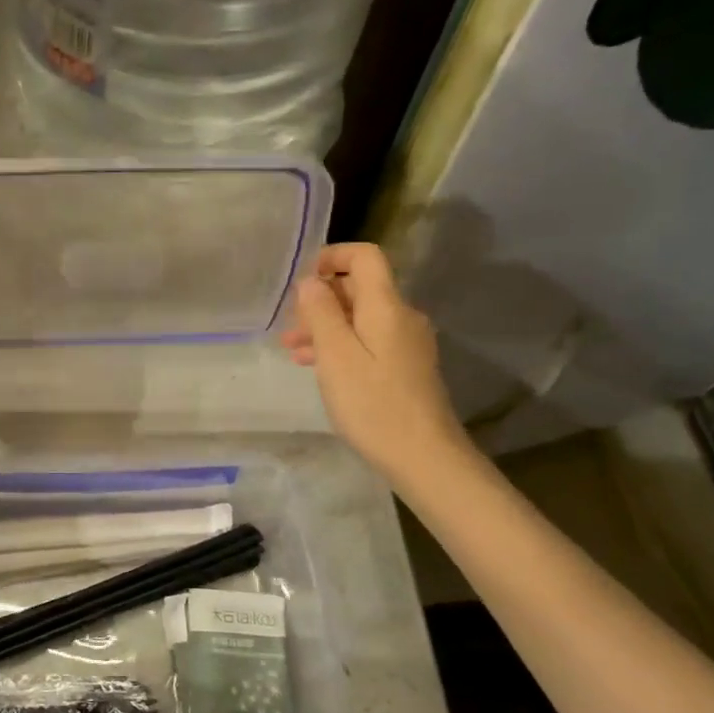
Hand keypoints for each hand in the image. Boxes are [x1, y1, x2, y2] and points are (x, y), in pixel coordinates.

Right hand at [281, 243, 464, 476]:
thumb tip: (311, 280)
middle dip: (321, 300)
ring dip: (326, 326)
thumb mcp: (336, 355)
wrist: (424, 456)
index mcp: (386, 306)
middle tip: (289, 327)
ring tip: (292, 350)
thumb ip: (321, 312)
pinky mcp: (406, 366)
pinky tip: (317, 366)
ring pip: (360, 318)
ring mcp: (407, 343)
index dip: (333, 256)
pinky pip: (369, 340)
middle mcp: (402, 316)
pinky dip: (342, 345)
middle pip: (360, 288)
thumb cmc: (373, 403)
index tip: (303, 279)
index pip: (365, 257)